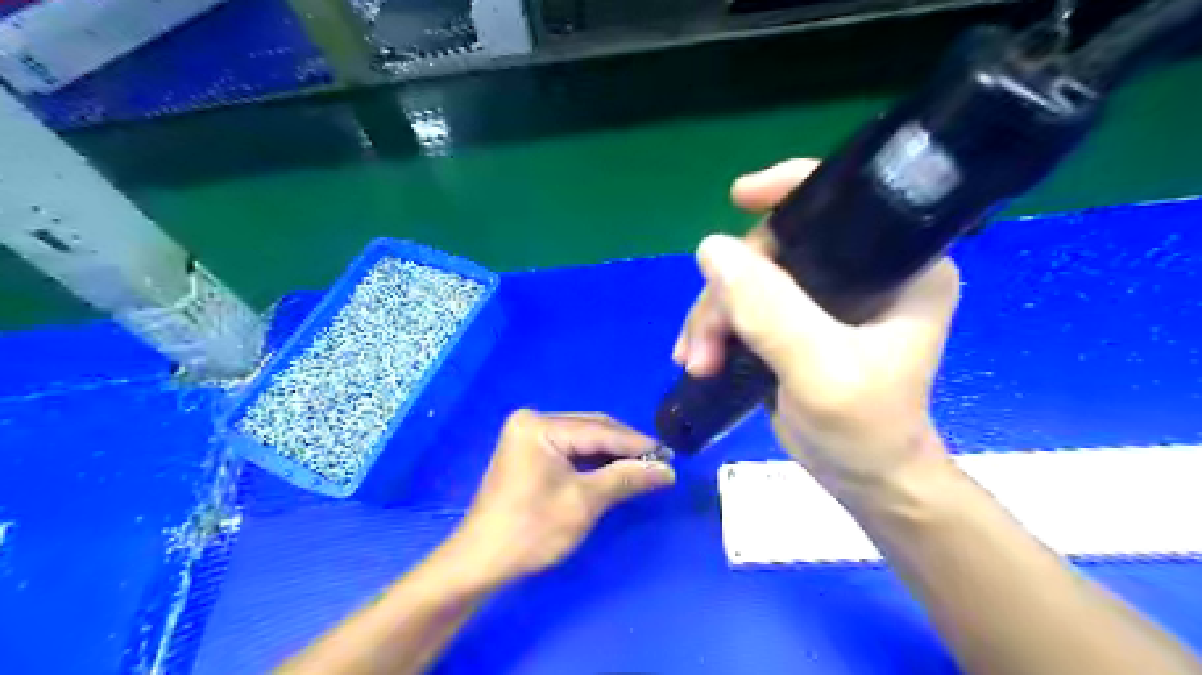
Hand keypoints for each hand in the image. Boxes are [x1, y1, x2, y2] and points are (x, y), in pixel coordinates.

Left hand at [451, 408, 674, 583]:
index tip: (669, 455)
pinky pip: (569, 449)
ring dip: (611, 453)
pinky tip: (614, 470)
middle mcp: (532, 420)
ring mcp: (528, 435)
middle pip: (591, 429)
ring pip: (582, 438)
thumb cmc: (531, 531)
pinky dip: (592, 461)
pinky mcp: (528, 451)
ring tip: (643, 466)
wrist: (481, 561)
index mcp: (539, 426)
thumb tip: (667, 470)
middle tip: (659, 462)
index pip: (599, 430)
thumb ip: (626, 478)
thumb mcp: (583, 502)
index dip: (636, 444)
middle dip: (625, 447)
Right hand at [671, 158, 964, 495]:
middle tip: (701, 343)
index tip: (738, 197)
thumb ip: (771, 311)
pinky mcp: (797, 321)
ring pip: (750, 278)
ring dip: (712, 317)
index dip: (790, 187)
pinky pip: (744, 304)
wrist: (863, 479)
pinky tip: (697, 358)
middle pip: (776, 247)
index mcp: (900, 264)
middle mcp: (864, 270)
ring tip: (695, 361)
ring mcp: (826, 296)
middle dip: (728, 290)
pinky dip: (714, 328)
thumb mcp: (821, 370)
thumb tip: (710, 248)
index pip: (845, 200)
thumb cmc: (864, 428)